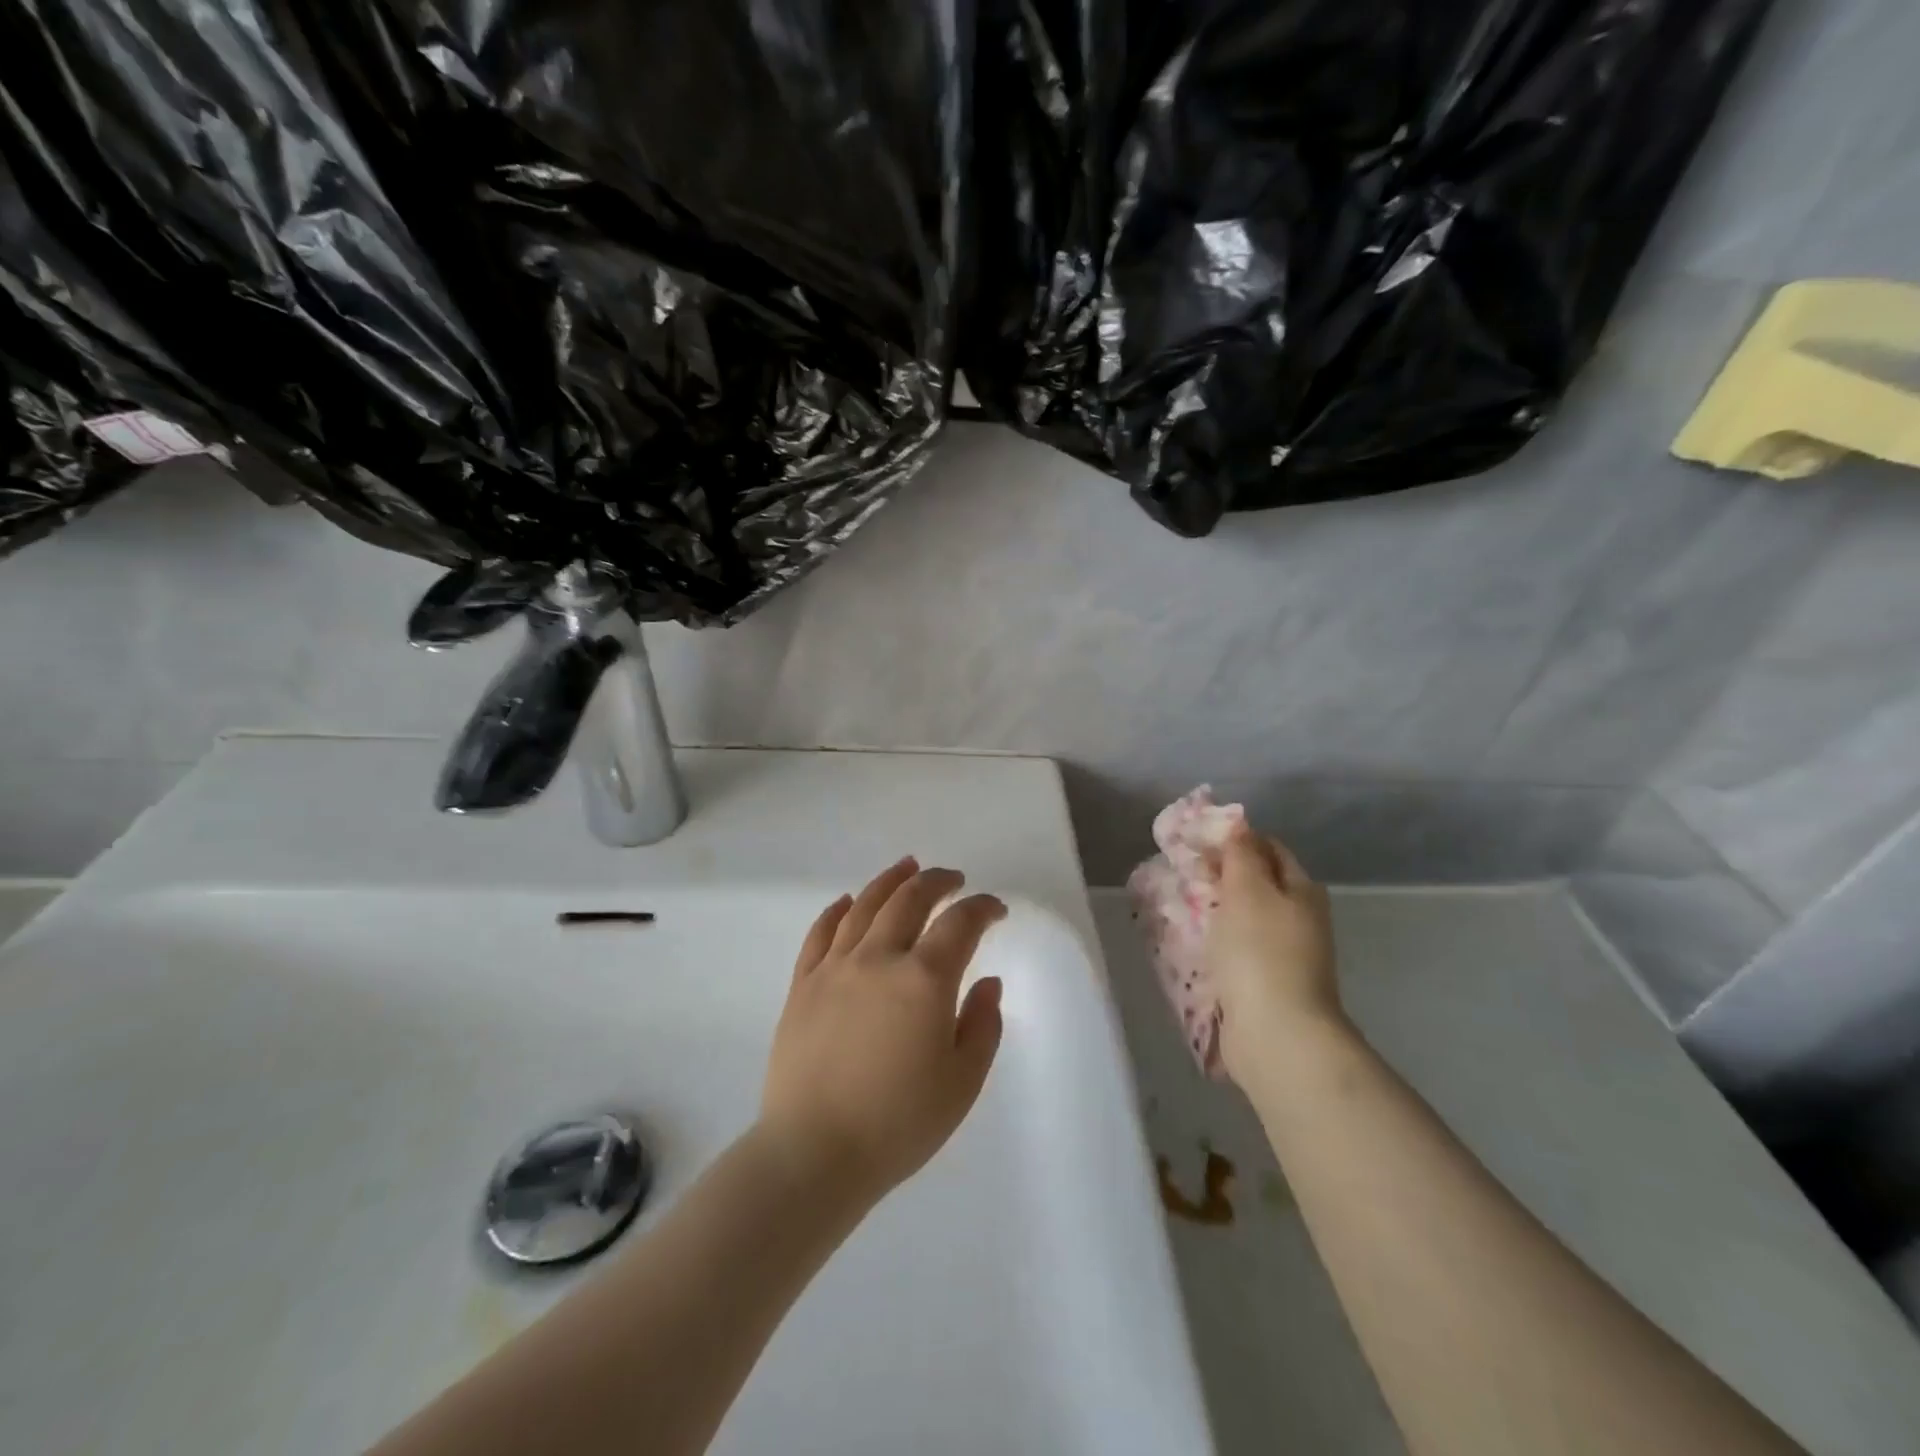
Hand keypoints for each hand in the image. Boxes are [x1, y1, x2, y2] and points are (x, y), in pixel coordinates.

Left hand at [758, 858, 1006, 1206]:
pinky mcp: (803, 984)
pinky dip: (838, 909)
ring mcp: (835, 967)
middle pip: (910, 899)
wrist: (813, 1153)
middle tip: (953, 879)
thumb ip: (982, 1025)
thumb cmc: (898, 1124)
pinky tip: (848, 901)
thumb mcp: (962, 1082)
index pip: (960, 923)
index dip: (983, 908)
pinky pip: (821, 932)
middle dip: (937, 881)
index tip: (996, 910)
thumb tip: (987, 983)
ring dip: (890, 880)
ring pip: (865, 905)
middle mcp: (879, 958)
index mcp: (924, 979)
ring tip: (907, 867)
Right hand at [1208, 825, 1342, 1089]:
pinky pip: (1239, 950)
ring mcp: (1287, 954)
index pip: (1269, 848)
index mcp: (1301, 890)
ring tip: (1180, 907)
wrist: (1277, 1034)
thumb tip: (1238, 825)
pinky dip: (1218, 942)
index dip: (1234, 839)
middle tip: (1182, 873)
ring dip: (1216, 910)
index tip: (1196, 842)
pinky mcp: (1268, 984)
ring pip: (1246, 917)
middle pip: (1258, 883)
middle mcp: (1300, 918)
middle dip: (1221, 875)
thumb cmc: (1260, 951)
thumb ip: (1240, 854)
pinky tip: (1194, 945)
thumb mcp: (1248, 889)